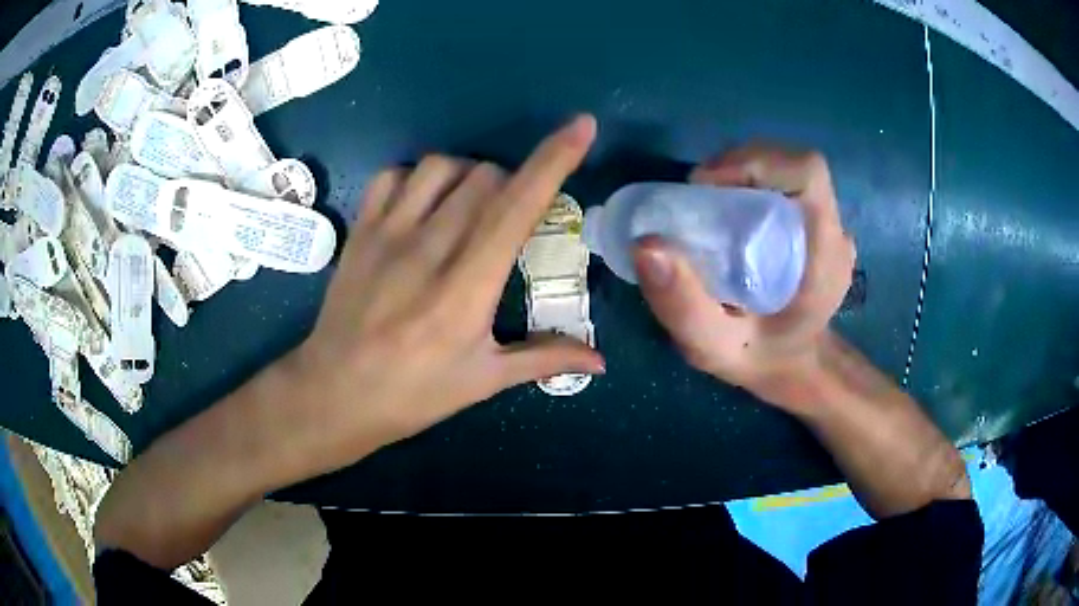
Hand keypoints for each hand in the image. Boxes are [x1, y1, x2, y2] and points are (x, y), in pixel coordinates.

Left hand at [289, 115, 605, 475]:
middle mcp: (429, 248)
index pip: (518, 207)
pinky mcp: (360, 231)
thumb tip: (601, 362)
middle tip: (511, 217)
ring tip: (468, 206)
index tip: (581, 126)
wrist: (334, 394)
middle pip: (485, 177)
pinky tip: (422, 205)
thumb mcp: (484, 382)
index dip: (554, 160)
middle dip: (512, 183)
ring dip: (468, 175)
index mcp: (467, 288)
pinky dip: (417, 178)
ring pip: (440, 166)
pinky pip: (393, 175)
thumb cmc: (413, 394)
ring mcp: (387, 234)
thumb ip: (545, 359)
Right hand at [633, 144, 855, 410]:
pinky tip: (726, 214)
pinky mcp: (814, 222)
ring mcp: (828, 225)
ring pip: (785, 168)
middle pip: (792, 164)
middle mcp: (834, 232)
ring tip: (706, 205)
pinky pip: (782, 183)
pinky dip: (748, 183)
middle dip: (740, 166)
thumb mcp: (714, 348)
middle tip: (696, 198)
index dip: (756, 163)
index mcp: (825, 257)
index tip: (707, 187)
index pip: (807, 173)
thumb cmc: (759, 360)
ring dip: (741, 172)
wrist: (792, 366)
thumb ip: (684, 306)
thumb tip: (646, 245)